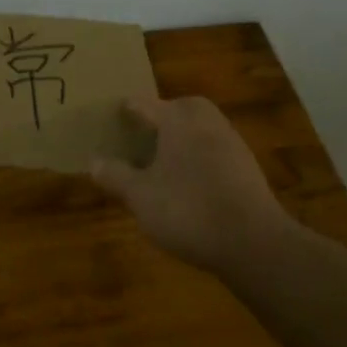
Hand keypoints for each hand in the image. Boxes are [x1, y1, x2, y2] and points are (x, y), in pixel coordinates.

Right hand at [92, 96, 287, 273]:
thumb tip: (93, 161)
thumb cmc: (188, 209)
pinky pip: (213, 152)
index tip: (110, 119)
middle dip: (159, 119)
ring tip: (160, 164)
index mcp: (177, 118)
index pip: (143, 104)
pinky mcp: (246, 167)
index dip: (124, 111)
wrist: (253, 242)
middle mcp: (206, 120)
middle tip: (139, 138)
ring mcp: (231, 142)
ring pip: (197, 130)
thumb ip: (115, 175)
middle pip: (177, 110)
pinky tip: (188, 185)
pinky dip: (197, 160)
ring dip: (180, 141)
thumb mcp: (140, 196)